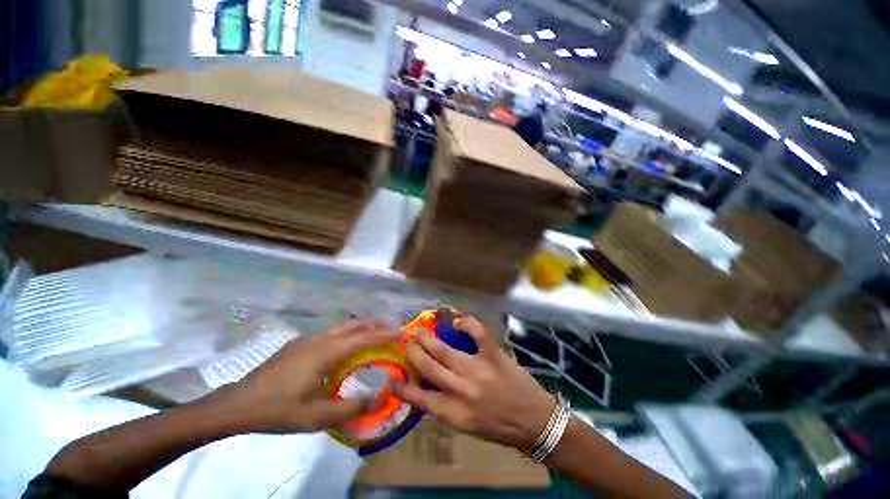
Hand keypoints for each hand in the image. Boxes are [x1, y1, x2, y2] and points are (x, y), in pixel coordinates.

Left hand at [214, 320, 399, 433]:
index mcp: (325, 352)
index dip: (384, 334)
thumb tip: (379, 399)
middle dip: (375, 325)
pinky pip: (331, 334)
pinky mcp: (299, 344)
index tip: (400, 333)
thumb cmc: (277, 409)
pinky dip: (347, 335)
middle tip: (391, 331)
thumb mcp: (316, 417)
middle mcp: (319, 339)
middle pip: (354, 325)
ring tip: (374, 337)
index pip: (363, 338)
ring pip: (342, 327)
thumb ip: (350, 408)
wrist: (236, 404)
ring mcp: (307, 339)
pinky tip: (345, 350)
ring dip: (361, 329)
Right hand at [394, 315, 555, 450]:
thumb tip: (429, 388)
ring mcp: (478, 370)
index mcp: (455, 413)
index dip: (404, 388)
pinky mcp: (494, 355)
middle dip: (414, 352)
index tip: (393, 379)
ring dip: (427, 338)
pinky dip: (466, 323)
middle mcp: (462, 391)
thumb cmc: (500, 427)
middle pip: (429, 367)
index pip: (421, 399)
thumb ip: (447, 407)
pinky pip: (477, 333)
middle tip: (408, 342)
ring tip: (419, 331)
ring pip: (444, 349)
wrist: (536, 423)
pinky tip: (458, 321)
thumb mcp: (468, 426)